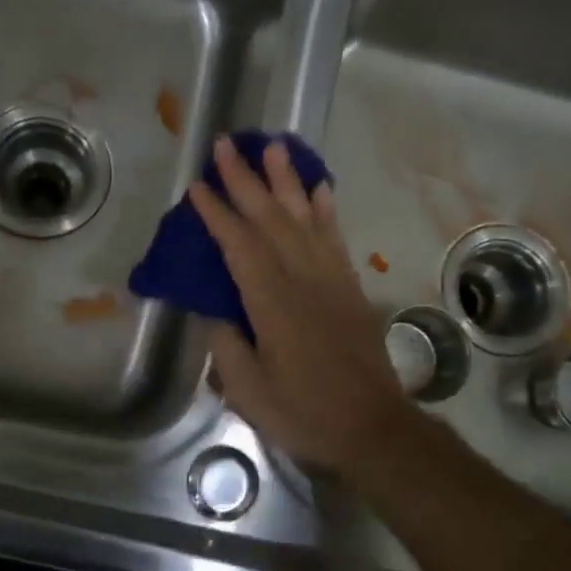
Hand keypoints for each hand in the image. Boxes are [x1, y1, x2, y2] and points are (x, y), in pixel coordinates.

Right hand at [188, 136, 415, 472]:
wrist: (373, 427)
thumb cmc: (305, 412)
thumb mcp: (249, 391)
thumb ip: (226, 346)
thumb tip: (213, 310)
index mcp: (272, 303)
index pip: (239, 246)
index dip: (216, 214)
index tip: (197, 185)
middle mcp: (303, 279)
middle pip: (270, 219)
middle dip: (246, 179)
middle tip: (228, 143)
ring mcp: (331, 279)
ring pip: (305, 218)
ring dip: (287, 180)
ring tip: (274, 147)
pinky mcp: (350, 286)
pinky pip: (335, 238)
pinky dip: (326, 209)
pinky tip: (319, 188)